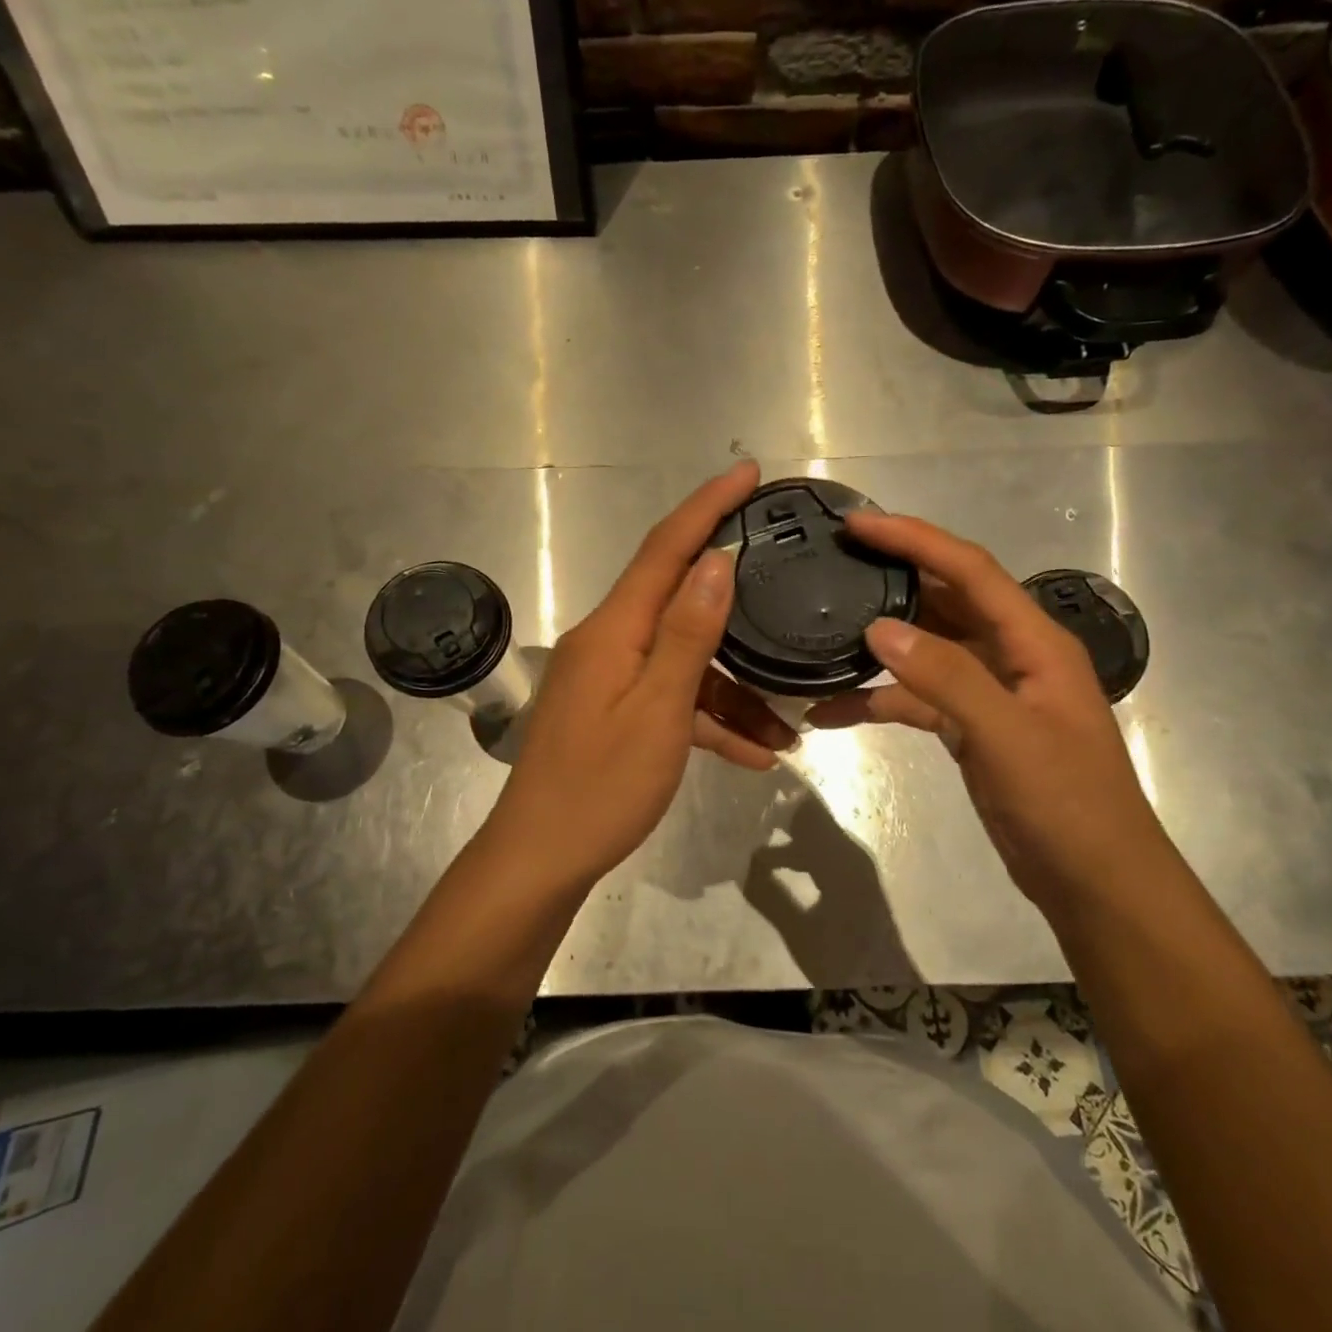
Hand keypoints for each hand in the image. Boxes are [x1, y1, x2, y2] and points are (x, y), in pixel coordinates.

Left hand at [484, 460, 796, 887]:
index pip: (665, 549)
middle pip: (680, 601)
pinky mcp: (615, 714)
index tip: (747, 472)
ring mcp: (611, 680)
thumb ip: (687, 633)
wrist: (541, 860)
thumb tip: (716, 563)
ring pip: (685, 664)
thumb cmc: (600, 787)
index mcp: (614, 629)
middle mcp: (609, 641)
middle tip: (784, 580)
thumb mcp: (657, 709)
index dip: (706, 506)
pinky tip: (755, 756)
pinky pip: (671, 702)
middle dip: (734, 596)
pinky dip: (710, 722)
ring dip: (734, 692)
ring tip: (789, 729)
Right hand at [805, 514, 1169, 909]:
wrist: (1095, 884)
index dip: (914, 538)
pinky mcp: (971, 726)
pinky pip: (916, 697)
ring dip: (878, 641)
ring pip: (925, 647)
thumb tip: (878, 627)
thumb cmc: (1068, 806)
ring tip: (822, 626)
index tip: (857, 523)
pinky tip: (831, 711)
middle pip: (945, 598)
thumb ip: (946, 677)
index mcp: (1034, 640)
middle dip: (892, 575)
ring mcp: (989, 691)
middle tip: (834, 559)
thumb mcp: (1008, 736)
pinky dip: (878, 698)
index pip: (969, 568)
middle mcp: (1011, 654)